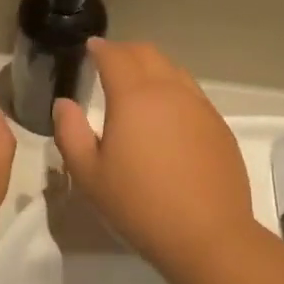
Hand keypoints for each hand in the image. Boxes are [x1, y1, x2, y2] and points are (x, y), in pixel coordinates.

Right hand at [51, 39, 254, 268]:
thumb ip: (70, 133)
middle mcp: (170, 91)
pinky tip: (167, 115)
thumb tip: (64, 104)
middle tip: (109, 61)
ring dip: (152, 67)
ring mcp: (200, 107)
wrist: (208, 236)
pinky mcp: (219, 126)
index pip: (115, 56)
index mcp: (134, 97)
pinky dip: (173, 89)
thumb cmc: (139, 205)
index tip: (90, 48)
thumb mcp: (89, 175)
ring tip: (138, 84)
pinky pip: (192, 93)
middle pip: (147, 54)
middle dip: (125, 51)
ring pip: (174, 70)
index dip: (100, 48)